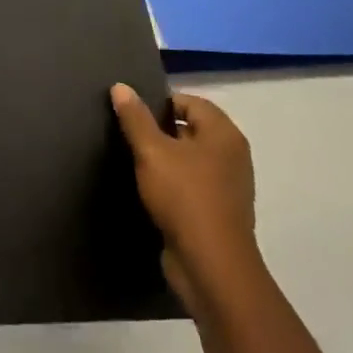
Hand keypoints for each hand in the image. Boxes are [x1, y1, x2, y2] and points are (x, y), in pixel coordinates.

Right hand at [110, 84, 260, 312]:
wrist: (210, 265)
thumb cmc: (184, 197)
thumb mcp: (151, 152)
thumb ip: (135, 118)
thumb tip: (121, 86)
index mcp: (224, 134)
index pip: (189, 102)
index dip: (159, 103)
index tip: (131, 115)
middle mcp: (232, 156)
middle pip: (191, 130)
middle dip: (159, 132)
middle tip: (127, 136)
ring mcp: (228, 186)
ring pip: (190, 160)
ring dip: (164, 160)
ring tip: (133, 163)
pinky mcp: (218, 212)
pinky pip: (192, 186)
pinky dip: (173, 185)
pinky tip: (149, 192)